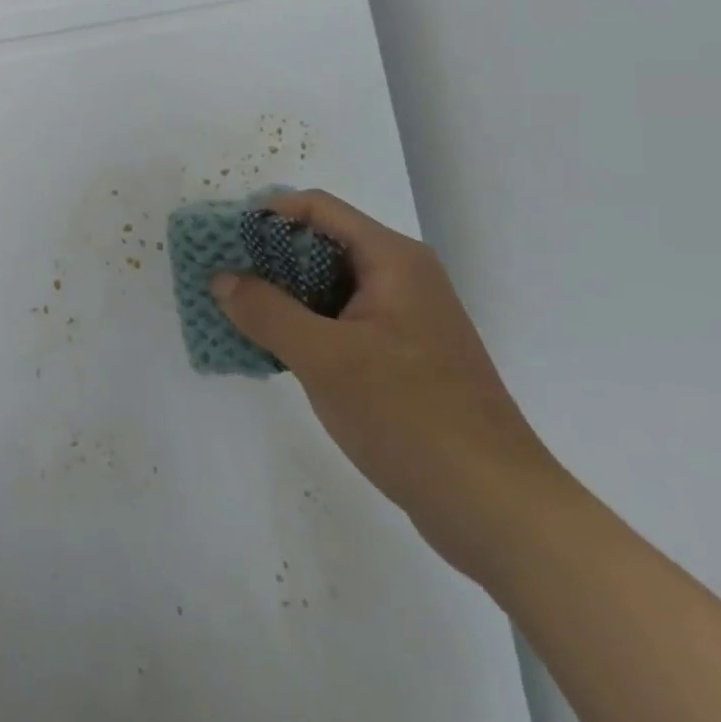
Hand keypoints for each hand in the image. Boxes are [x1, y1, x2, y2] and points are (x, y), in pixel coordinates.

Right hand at [211, 190, 569, 576]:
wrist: (499, 512)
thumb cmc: (411, 418)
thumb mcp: (325, 359)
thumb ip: (266, 311)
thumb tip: (221, 278)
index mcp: (392, 260)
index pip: (316, 209)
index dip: (265, 216)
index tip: (223, 243)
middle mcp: (401, 277)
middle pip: (320, 244)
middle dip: (266, 258)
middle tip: (221, 281)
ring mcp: (404, 319)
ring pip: (327, 286)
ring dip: (281, 296)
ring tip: (235, 315)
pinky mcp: (402, 358)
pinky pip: (340, 322)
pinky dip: (303, 326)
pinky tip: (272, 350)